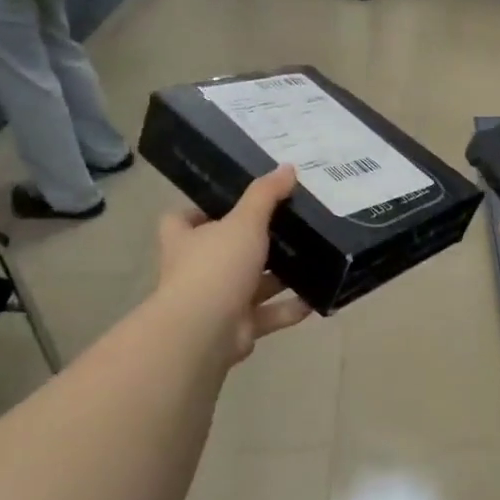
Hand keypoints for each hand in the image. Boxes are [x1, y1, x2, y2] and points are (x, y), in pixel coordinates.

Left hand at [154, 164, 311, 367]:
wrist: (204, 332)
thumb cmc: (216, 267)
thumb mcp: (244, 222)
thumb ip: (265, 195)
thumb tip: (287, 167)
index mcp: (186, 240)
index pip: (182, 219)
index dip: (202, 209)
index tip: (234, 201)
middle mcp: (197, 270)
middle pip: (224, 251)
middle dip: (254, 243)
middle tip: (289, 226)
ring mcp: (217, 301)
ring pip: (251, 285)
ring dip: (279, 277)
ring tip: (312, 259)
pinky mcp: (238, 327)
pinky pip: (268, 315)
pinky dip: (291, 308)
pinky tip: (316, 297)